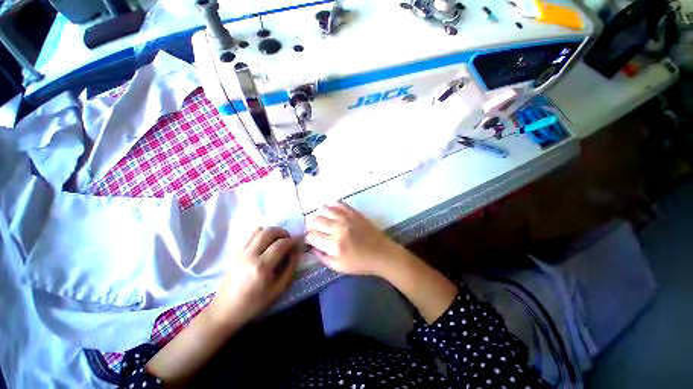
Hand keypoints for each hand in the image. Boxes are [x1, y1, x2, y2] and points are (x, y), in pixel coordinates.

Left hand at [208, 227, 300, 325]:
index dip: (293, 240)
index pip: (281, 244)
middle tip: (289, 239)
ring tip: (278, 239)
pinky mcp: (235, 253)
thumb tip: (296, 251)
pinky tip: (265, 243)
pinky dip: (260, 234)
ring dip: (271, 231)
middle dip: (282, 232)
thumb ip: (290, 268)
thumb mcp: (278, 290)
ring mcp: (241, 252)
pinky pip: (249, 235)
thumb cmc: (254, 304)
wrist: (225, 311)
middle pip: (268, 232)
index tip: (299, 241)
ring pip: (258, 230)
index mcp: (262, 267)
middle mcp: (250, 255)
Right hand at [306, 202, 403, 276]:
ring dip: (318, 215)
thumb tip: (312, 247)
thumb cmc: (360, 263)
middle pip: (315, 221)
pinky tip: (329, 209)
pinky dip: (330, 205)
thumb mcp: (339, 267)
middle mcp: (338, 228)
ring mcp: (346, 218)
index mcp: (334, 245)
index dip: (308, 238)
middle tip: (314, 230)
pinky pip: (338, 204)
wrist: (381, 253)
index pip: (312, 236)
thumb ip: (322, 257)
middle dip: (311, 226)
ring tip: (320, 220)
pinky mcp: (354, 213)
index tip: (310, 240)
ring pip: (324, 210)